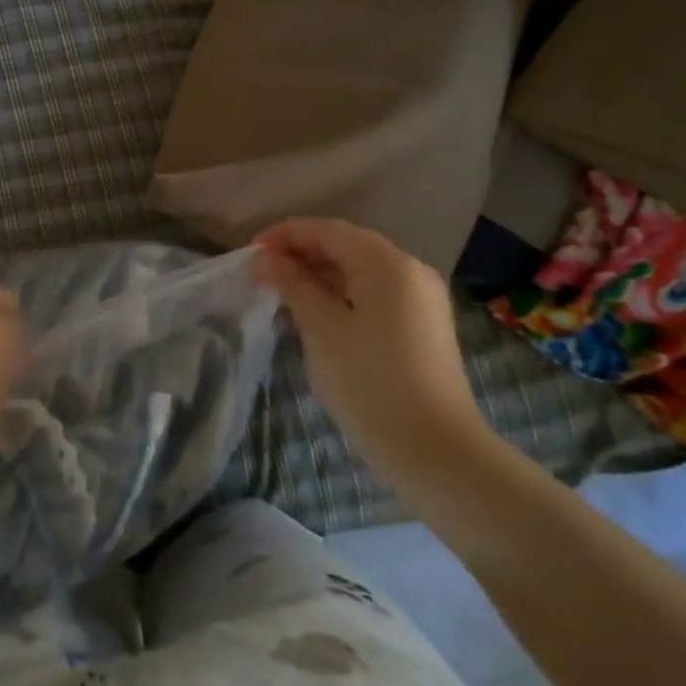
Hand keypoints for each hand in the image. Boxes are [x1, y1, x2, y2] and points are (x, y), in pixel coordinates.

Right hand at [252, 218, 490, 482]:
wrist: (437, 455)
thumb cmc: (370, 384)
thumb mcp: (321, 329)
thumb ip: (292, 284)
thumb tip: (265, 257)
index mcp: (388, 263)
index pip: (327, 230)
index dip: (284, 235)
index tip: (249, 254)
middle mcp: (410, 271)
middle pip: (346, 246)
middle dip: (301, 254)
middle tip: (260, 275)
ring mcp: (421, 300)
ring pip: (360, 271)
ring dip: (319, 276)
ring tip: (281, 293)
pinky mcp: (422, 327)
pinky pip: (374, 294)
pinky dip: (341, 295)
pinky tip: (315, 314)